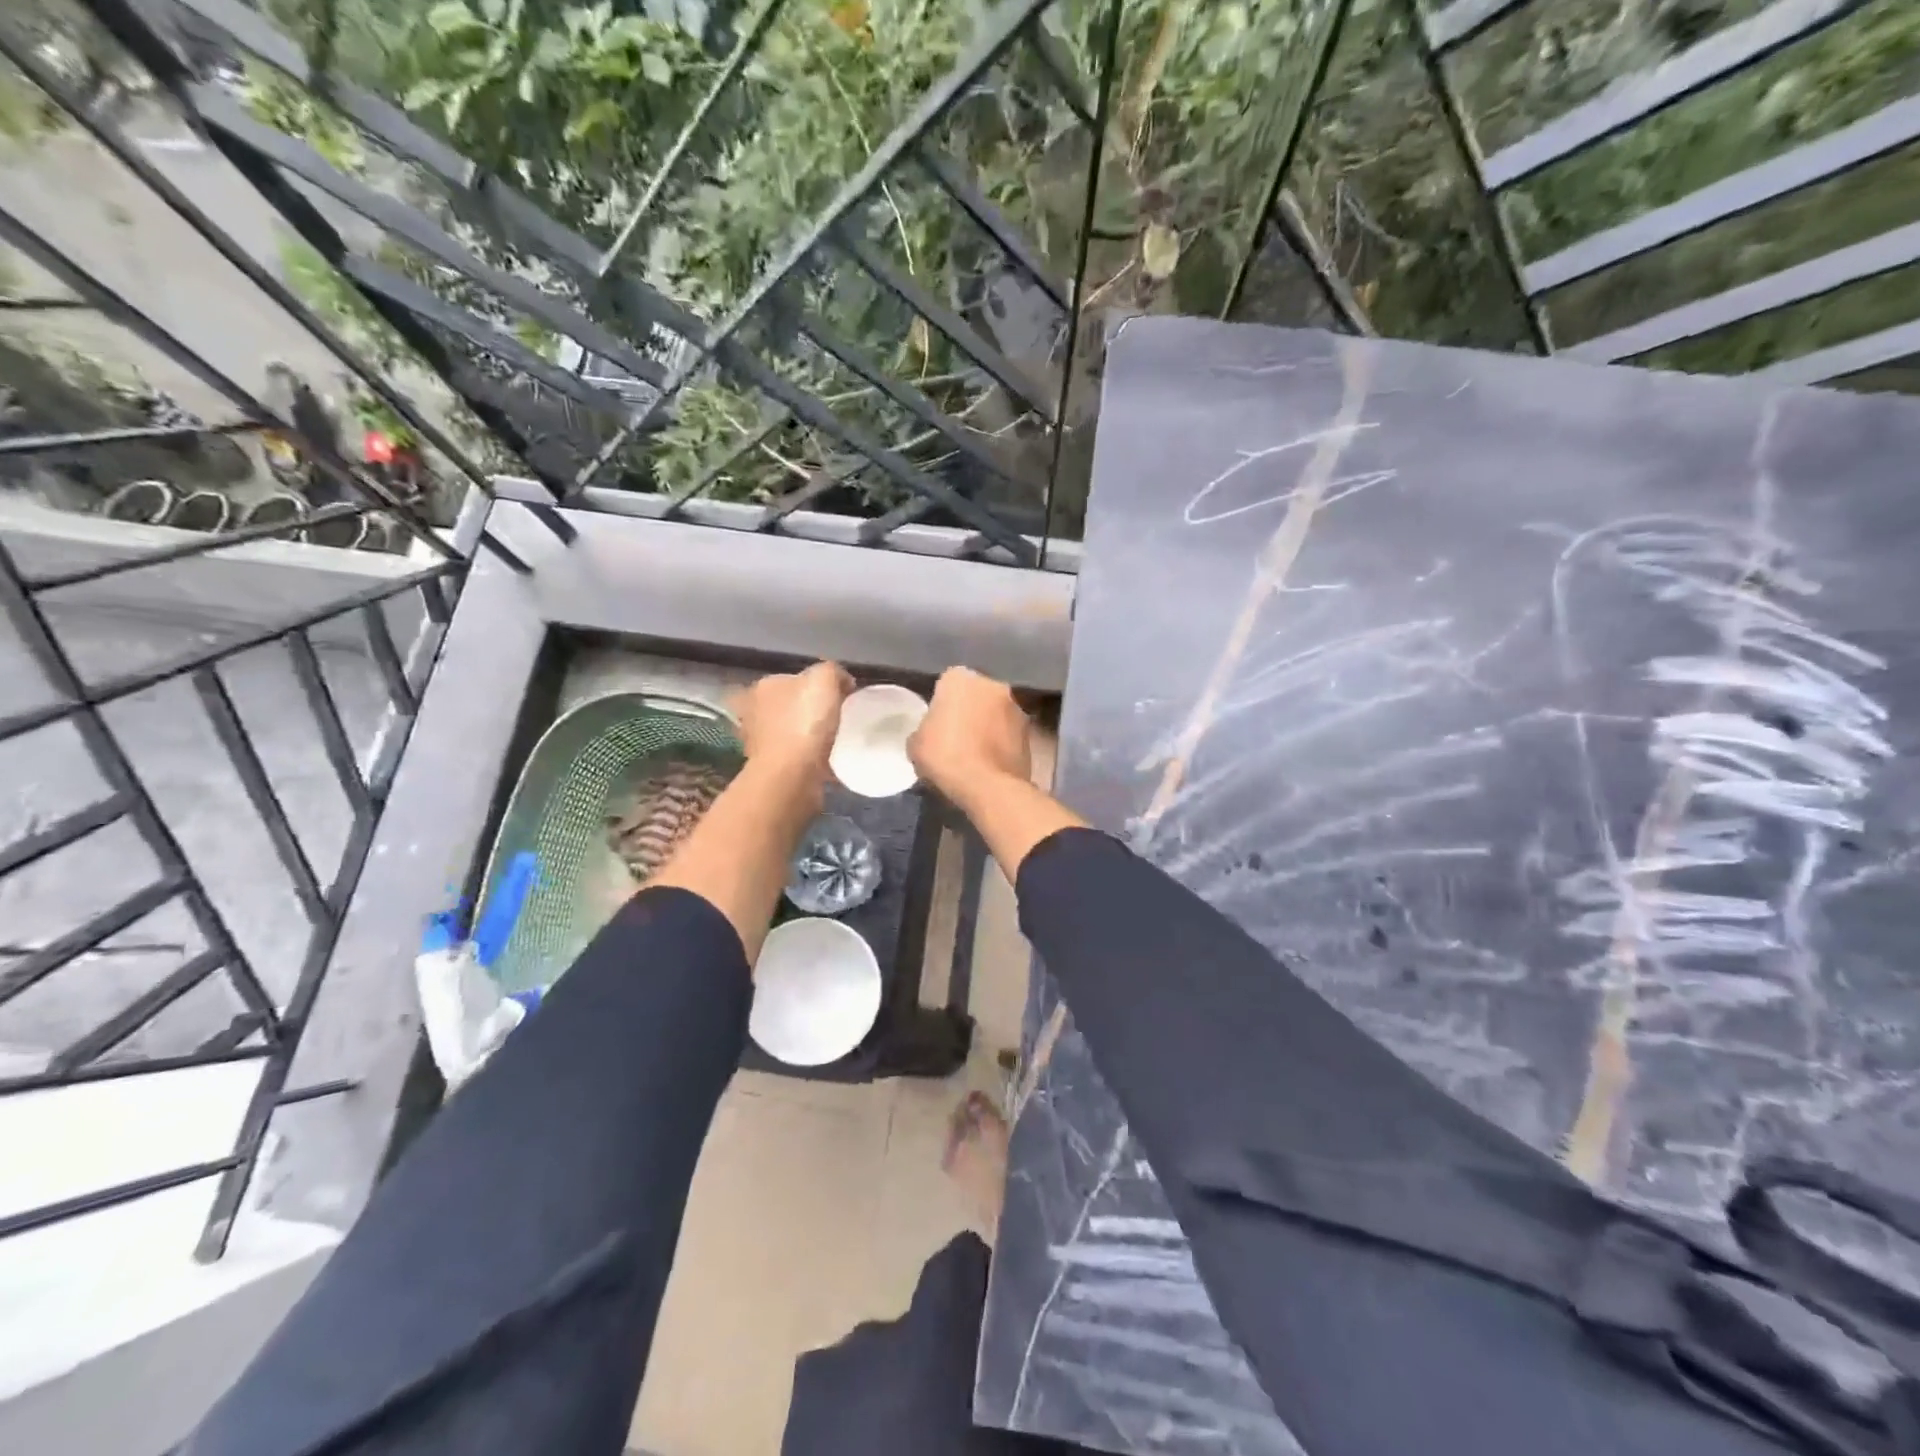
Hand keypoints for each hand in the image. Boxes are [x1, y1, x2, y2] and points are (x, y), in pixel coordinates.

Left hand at [731, 662, 852, 784]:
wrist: (791, 775)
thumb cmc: (805, 722)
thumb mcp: (825, 679)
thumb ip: (833, 672)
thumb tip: (842, 682)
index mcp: (764, 686)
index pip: (795, 678)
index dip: (819, 685)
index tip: (842, 697)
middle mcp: (754, 711)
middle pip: (790, 705)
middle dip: (810, 710)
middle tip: (839, 718)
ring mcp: (759, 742)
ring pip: (791, 731)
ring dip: (808, 736)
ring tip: (835, 741)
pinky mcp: (770, 768)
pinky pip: (795, 756)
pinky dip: (809, 758)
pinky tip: (827, 762)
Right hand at [909, 667, 1032, 805]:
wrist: (988, 786)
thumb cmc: (945, 756)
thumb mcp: (915, 745)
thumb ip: (924, 730)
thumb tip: (930, 734)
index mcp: (960, 678)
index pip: (947, 683)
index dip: (941, 704)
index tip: (937, 724)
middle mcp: (992, 684)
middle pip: (976, 695)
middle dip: (968, 710)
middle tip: (956, 737)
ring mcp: (1016, 707)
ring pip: (995, 713)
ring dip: (988, 726)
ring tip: (975, 753)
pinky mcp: (1030, 732)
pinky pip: (1009, 734)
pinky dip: (1002, 743)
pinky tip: (991, 764)